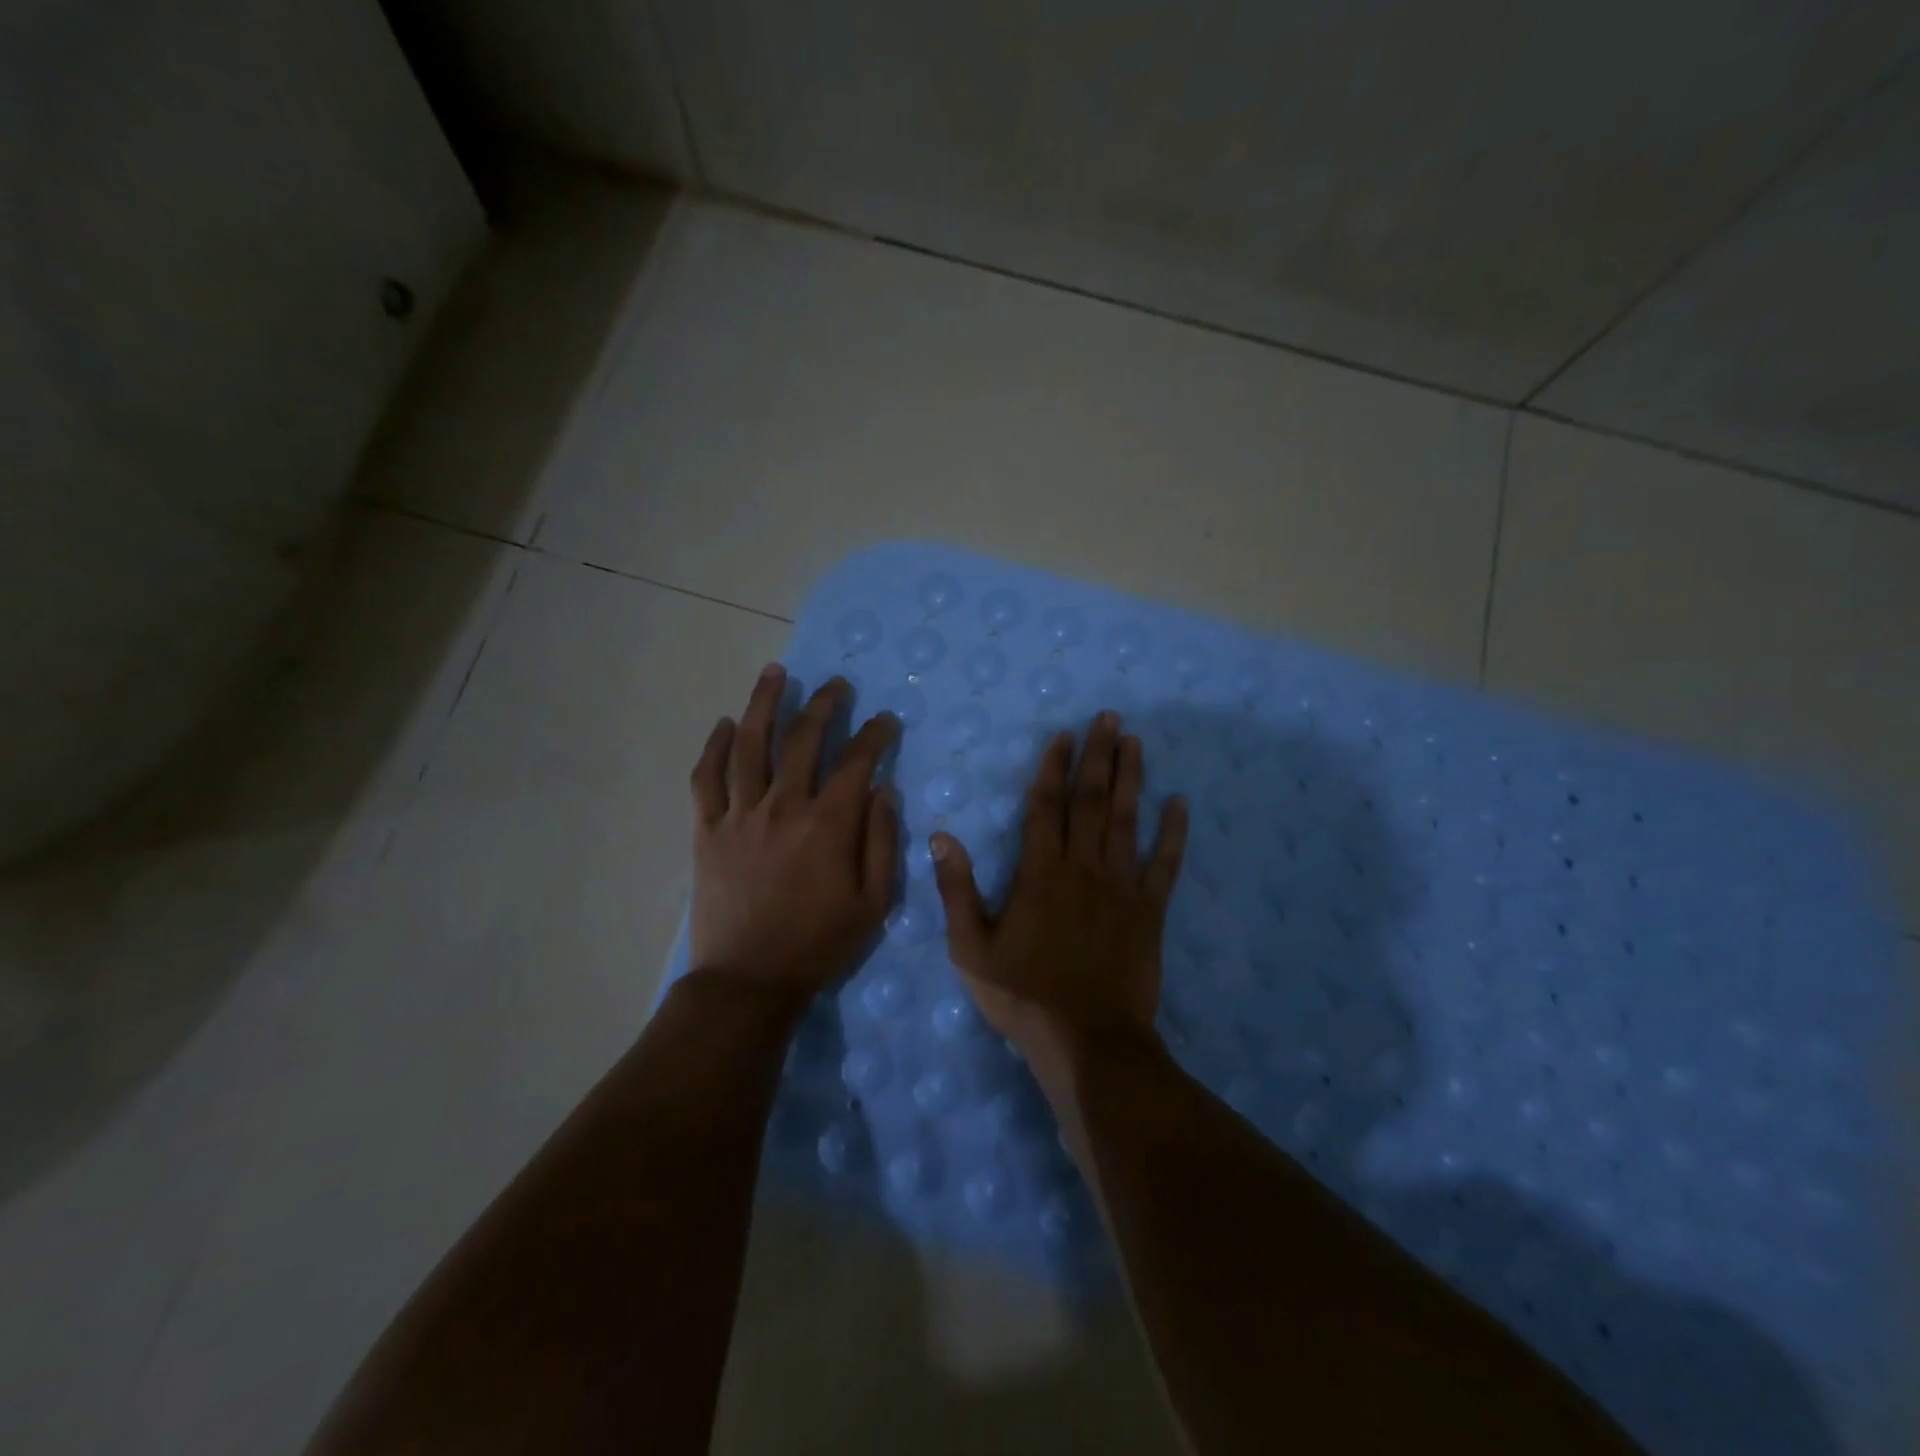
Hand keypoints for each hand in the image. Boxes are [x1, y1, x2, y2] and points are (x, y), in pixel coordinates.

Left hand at [688, 664, 901, 1006]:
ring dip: (764, 703)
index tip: (887, 721)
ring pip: (750, 744)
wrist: (748, 980)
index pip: (856, 762)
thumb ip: (882, 842)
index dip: (875, 735)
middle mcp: (783, 807)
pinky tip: (725, 724)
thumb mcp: (873, 903)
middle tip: (837, 685)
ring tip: (775, 672)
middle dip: (825, 705)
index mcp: (828, 825)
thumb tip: (885, 790)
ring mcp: (740, 814)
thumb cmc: (819, 944)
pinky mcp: (707, 829)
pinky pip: (706, 778)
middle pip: (803, 739)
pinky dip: (715, 747)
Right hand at [930, 710, 1186, 1054]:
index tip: (1064, 735)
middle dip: (1098, 755)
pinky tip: (1180, 804)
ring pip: (1127, 820)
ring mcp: (1121, 887)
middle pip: (1091, 800)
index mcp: (1040, 872)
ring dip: (1131, 778)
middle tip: (1109, 718)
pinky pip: (1164, 864)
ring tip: (1135, 742)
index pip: (1046, 806)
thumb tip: (940, 837)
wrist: (1088, 1042)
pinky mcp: (1150, 911)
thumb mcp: (970, 949)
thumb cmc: (1023, 996)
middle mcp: (1083, 867)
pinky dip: (1173, 833)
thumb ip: (956, 890)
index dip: (1054, 767)